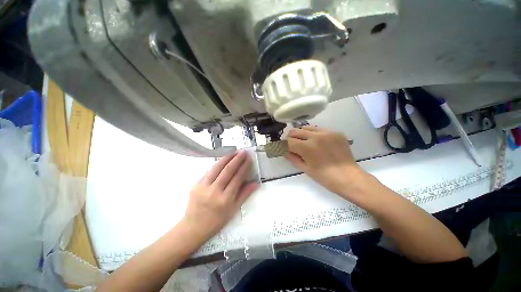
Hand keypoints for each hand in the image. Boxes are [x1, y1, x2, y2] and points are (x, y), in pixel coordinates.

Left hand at [182, 150, 257, 240]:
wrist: (193, 227)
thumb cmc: (216, 221)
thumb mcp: (233, 210)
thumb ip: (245, 195)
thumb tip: (255, 183)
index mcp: (225, 199)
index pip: (237, 178)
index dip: (244, 167)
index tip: (248, 158)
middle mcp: (214, 191)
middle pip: (227, 170)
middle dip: (237, 159)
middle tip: (243, 151)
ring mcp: (203, 187)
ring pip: (216, 168)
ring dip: (226, 158)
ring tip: (234, 152)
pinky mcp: (195, 184)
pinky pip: (208, 171)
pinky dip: (217, 165)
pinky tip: (222, 160)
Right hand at [285, 126, 365, 199]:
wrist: (348, 177)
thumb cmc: (324, 177)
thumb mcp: (305, 168)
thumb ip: (293, 158)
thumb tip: (285, 151)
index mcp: (307, 147)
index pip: (289, 141)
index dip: (284, 144)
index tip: (284, 147)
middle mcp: (315, 136)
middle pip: (296, 131)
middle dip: (291, 137)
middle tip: (292, 144)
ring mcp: (327, 132)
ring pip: (307, 127)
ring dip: (302, 134)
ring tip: (304, 141)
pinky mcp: (335, 132)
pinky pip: (320, 129)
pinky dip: (314, 134)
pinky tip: (318, 142)